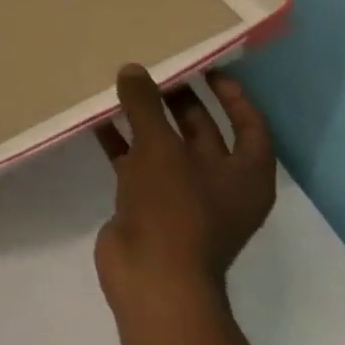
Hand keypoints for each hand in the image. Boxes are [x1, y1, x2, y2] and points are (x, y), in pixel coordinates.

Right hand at [94, 65, 276, 316]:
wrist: (152, 276)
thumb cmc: (174, 209)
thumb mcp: (160, 148)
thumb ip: (145, 105)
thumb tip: (133, 70)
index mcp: (244, 175)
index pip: (249, 126)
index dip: (232, 96)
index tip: (206, 68)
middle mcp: (220, 184)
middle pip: (203, 132)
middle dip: (178, 101)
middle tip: (152, 68)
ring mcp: (183, 196)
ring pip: (165, 146)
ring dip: (144, 119)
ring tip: (119, 85)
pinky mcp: (149, 204)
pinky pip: (136, 162)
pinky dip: (120, 141)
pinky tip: (96, 119)